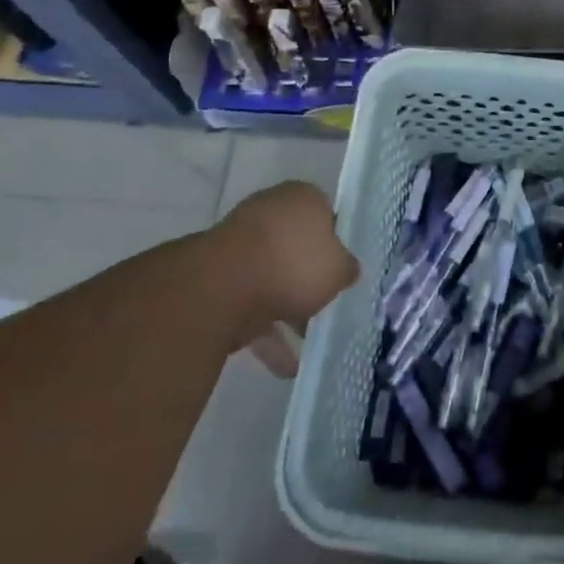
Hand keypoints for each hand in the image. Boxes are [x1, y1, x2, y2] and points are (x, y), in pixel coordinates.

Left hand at [209, 181, 357, 346]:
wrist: (223, 287)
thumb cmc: (294, 263)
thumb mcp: (339, 268)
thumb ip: (346, 268)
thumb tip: (345, 269)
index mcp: (300, 198)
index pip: (325, 214)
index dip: (337, 242)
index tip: (344, 269)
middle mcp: (268, 213)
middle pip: (296, 247)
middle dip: (310, 277)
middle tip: (329, 303)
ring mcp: (239, 246)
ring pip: (272, 278)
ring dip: (289, 310)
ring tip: (311, 343)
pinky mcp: (218, 281)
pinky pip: (250, 307)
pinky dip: (267, 334)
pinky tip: (286, 366)